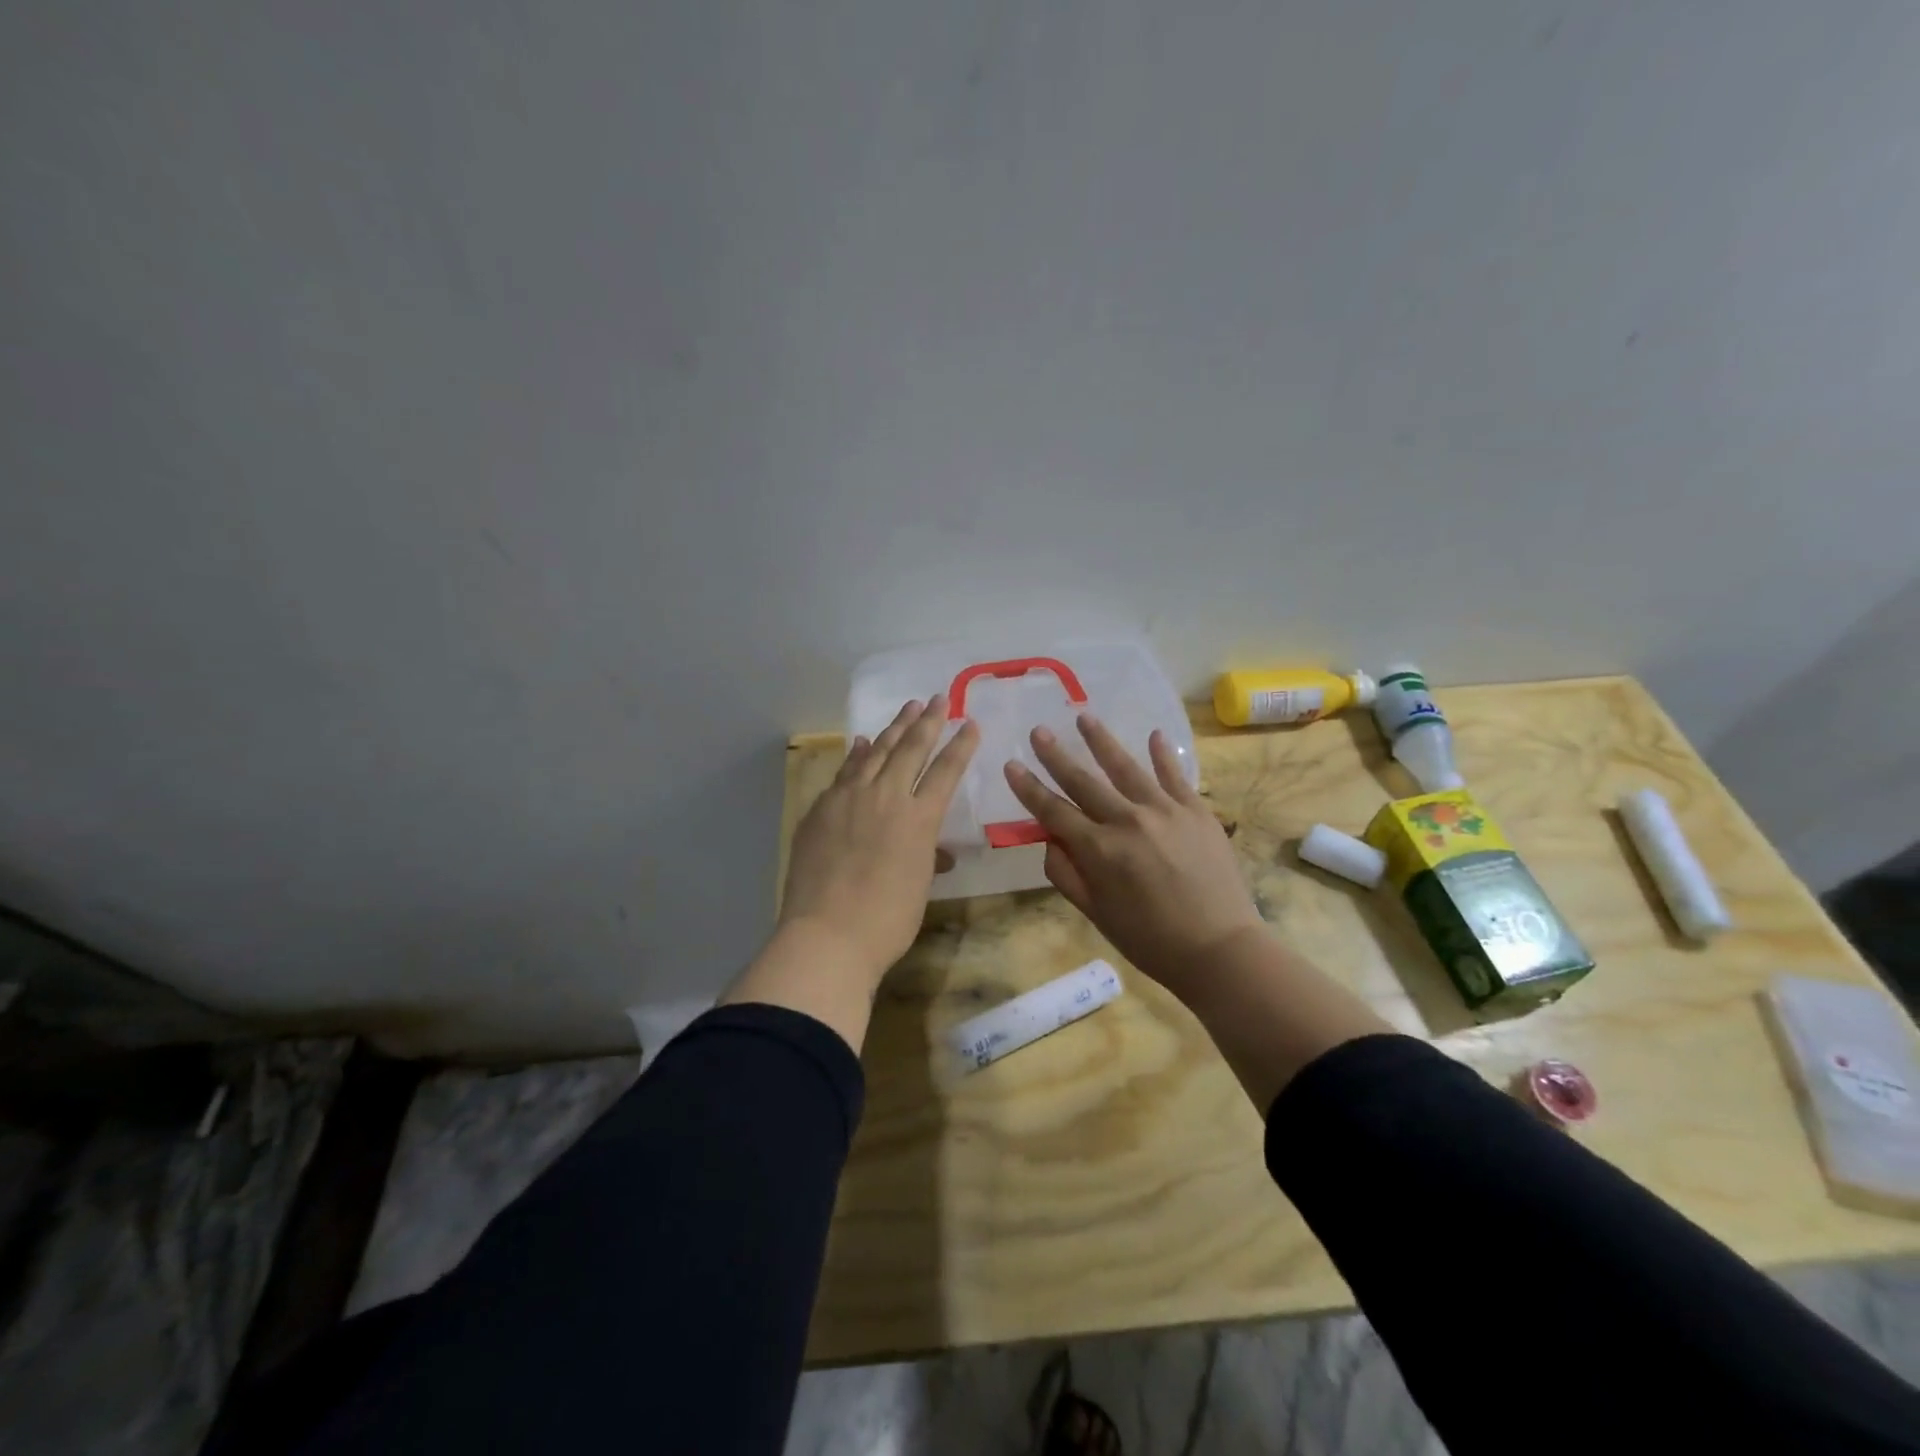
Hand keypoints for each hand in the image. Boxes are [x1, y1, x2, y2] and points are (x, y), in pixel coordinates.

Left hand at [778, 694, 978, 990]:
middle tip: (937, 700)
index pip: (946, 771)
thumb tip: (935, 851)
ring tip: (906, 709)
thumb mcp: (919, 886)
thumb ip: (927, 856)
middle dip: (927, 722)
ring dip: (893, 729)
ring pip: (876, 753)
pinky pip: (845, 772)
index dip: (960, 745)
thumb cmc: (887, 921)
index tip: (970, 723)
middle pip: (910, 749)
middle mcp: (886, 798)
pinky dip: (857, 755)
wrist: (827, 935)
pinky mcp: (820, 809)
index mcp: (919, 819)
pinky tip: (862, 743)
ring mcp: (848, 799)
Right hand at [1004, 715, 1263, 999]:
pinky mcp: (1196, 811)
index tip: (1011, 765)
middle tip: (1038, 731)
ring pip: (1126, 767)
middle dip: (1056, 755)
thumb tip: (1049, 839)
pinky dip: (1163, 755)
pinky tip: (1154, 735)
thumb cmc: (1151, 940)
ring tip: (1084, 717)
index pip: (1053, 811)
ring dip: (1102, 741)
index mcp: (1099, 850)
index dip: (1029, 788)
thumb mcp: (1096, 914)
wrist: (1220, 949)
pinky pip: (1175, 776)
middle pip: (1084, 781)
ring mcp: (1165, 811)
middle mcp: (1127, 821)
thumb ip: (1067, 874)